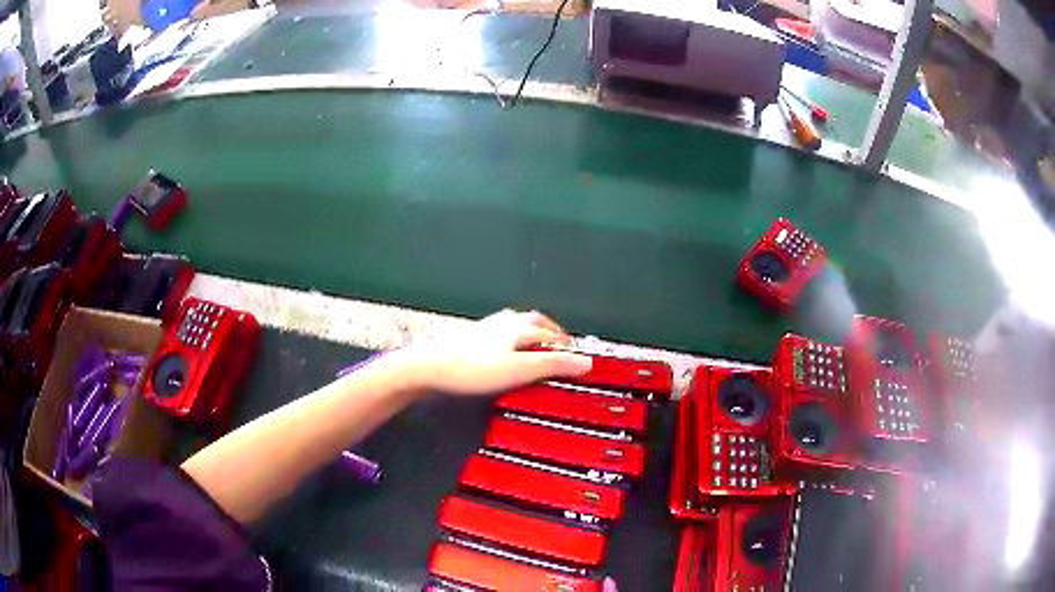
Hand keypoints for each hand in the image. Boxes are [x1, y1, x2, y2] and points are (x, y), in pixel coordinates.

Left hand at [399, 309, 591, 395]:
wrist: (427, 366)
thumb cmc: (473, 369)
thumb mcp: (518, 370)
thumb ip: (552, 365)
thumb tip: (586, 362)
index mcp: (519, 327)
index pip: (552, 333)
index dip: (566, 345)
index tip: (576, 357)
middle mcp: (504, 322)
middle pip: (534, 322)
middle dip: (550, 332)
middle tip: (560, 344)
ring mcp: (485, 327)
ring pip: (516, 324)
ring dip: (530, 332)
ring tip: (536, 345)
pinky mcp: (470, 337)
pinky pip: (500, 332)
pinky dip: (511, 338)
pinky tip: (503, 350)